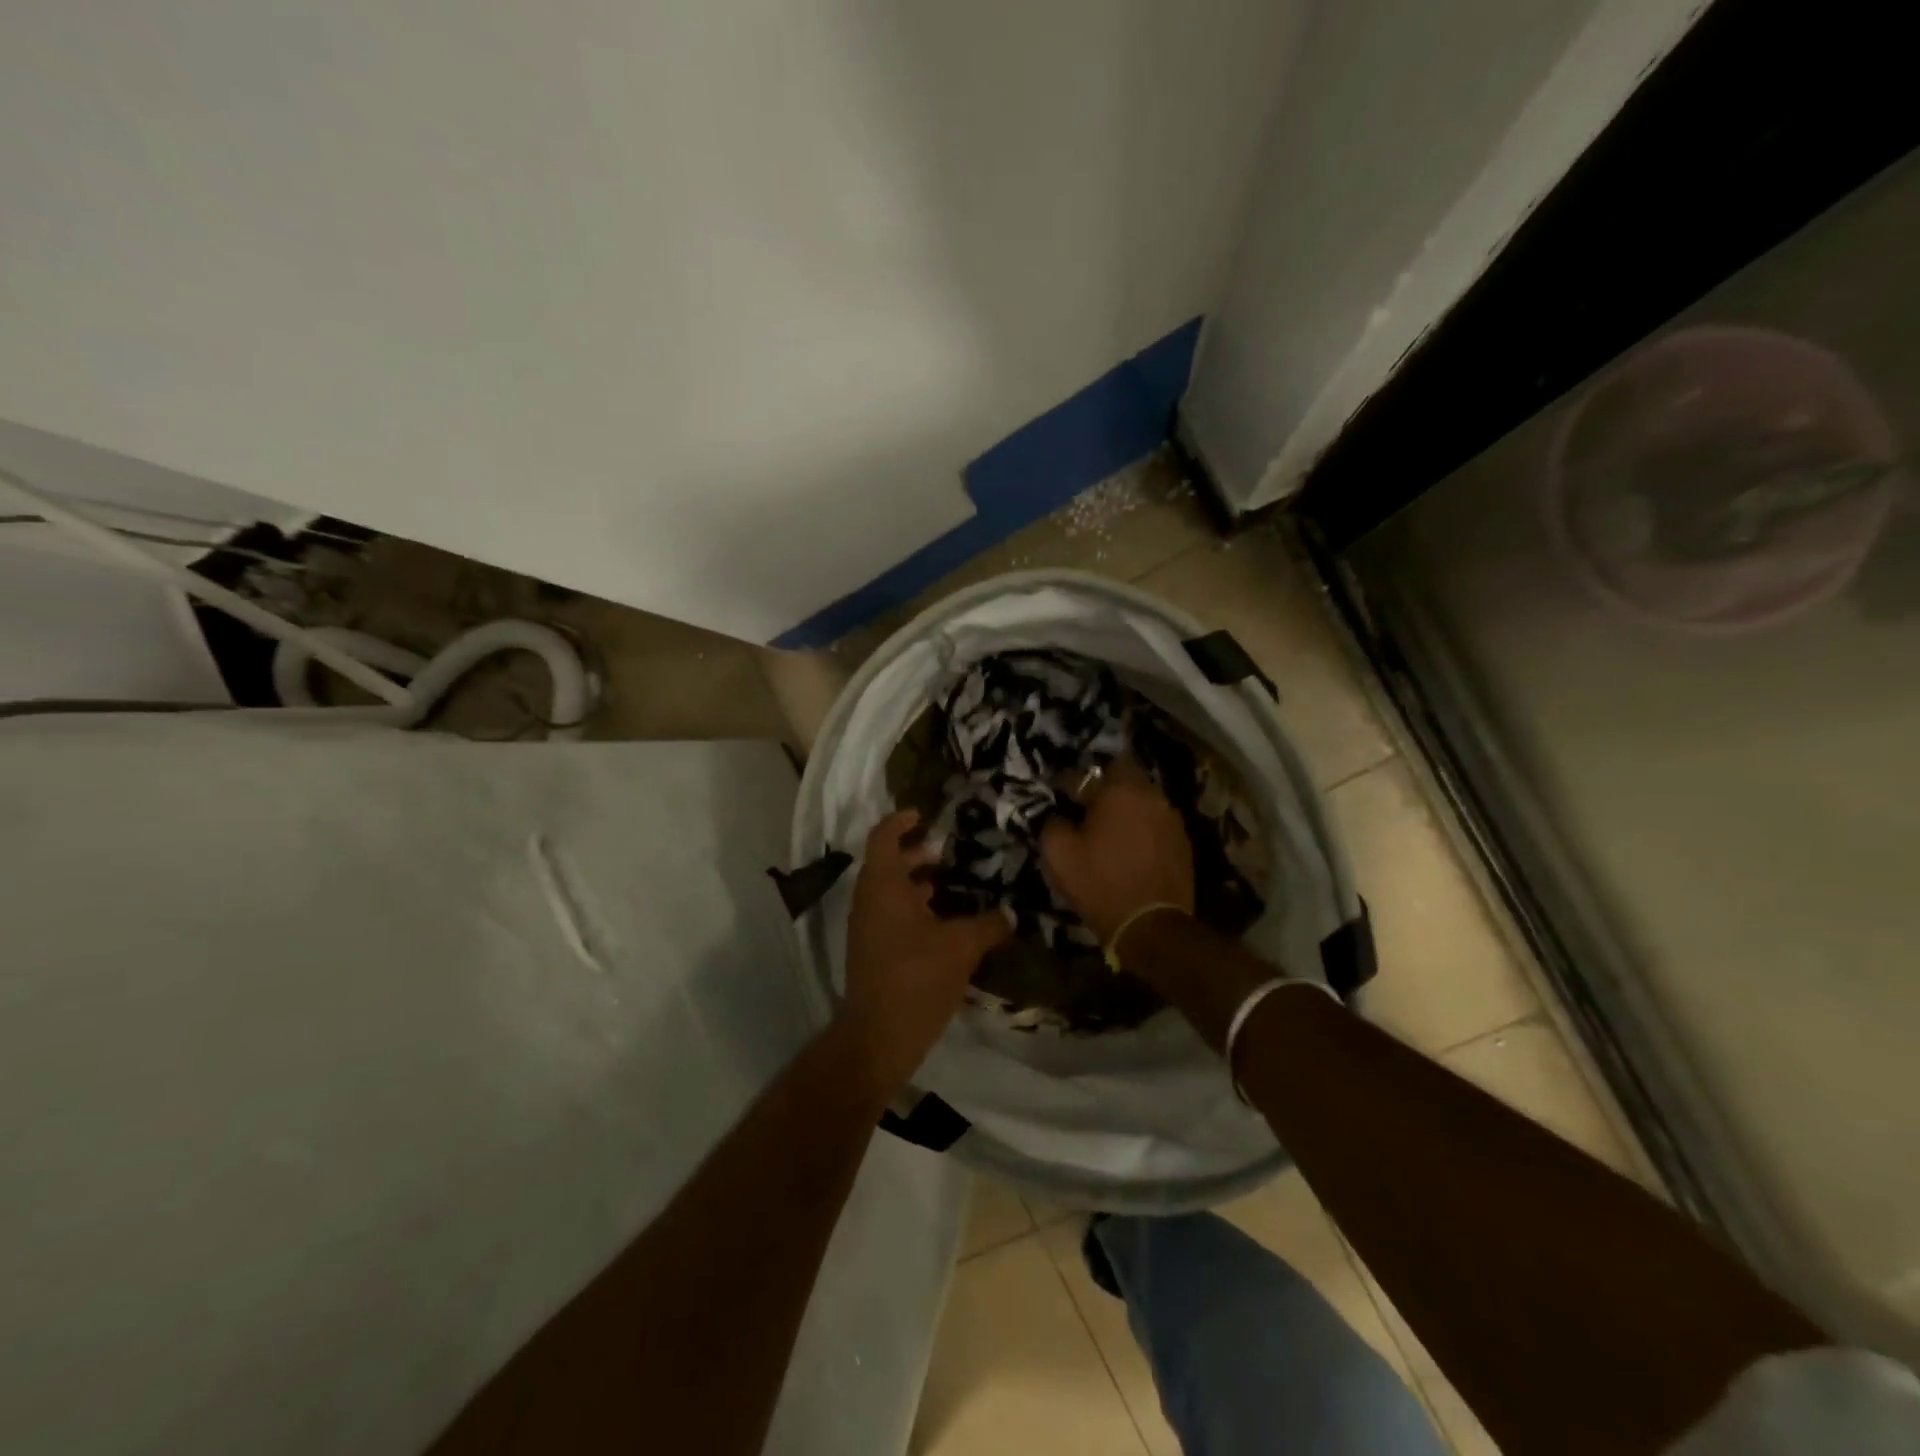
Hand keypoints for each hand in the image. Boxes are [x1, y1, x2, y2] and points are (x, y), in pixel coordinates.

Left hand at [842, 809, 1012, 1097]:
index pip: (884, 836)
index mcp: (883, 885)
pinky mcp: (874, 950)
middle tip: (951, 848)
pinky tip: (949, 920)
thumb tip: (1013, 911)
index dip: (902, 820)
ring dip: (918, 881)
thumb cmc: (916, 978)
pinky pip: (894, 914)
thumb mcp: (961, 946)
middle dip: (918, 852)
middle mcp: (870, 899)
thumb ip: (990, 923)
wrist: (878, 1037)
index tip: (927, 815)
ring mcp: (869, 927)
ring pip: (892, 890)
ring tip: (955, 881)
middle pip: (888, 862)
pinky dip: (917, 907)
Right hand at [1039, 756, 1193, 947]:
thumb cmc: (1100, 884)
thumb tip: (1058, 815)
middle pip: (1125, 776)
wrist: (1151, 926)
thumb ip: (1052, 824)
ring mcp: (1171, 818)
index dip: (1070, 782)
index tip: (1060, 796)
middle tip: (1088, 806)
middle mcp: (1150, 795)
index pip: (1088, 773)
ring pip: (1144, 799)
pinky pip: (1156, 823)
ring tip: (1111, 827)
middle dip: (1105, 786)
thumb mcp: (1059, 854)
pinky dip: (1142, 827)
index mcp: (1119, 791)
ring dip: (1127, 807)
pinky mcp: (1183, 842)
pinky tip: (1131, 847)